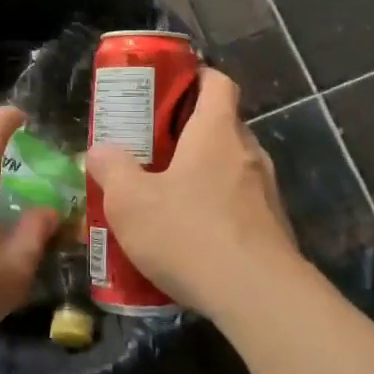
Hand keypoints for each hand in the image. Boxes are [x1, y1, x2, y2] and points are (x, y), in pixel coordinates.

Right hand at [85, 68, 299, 314]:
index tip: (170, 88)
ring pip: (232, 167)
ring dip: (204, 174)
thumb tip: (99, 151)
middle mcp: (248, 152)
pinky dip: (219, 210)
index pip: (218, 82)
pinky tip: (192, 238)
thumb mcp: (131, 202)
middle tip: (154, 148)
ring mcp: (267, 192)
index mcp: (216, 131)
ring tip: (168, 196)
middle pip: (223, 125)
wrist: (258, 296)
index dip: (196, 77)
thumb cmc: (189, 233)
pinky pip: (241, 205)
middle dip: (190, 132)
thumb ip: (111, 170)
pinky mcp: (274, 229)